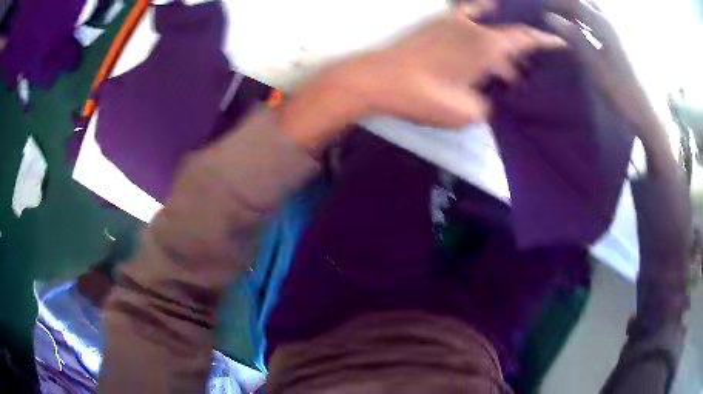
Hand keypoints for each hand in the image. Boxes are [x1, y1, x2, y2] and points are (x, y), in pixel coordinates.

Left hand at [329, 12, 565, 127]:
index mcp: (487, 45)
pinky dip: (479, 26)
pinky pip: (466, 20)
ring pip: (489, 32)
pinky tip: (483, 41)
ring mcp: (453, 23)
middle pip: (509, 35)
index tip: (563, 43)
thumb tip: (491, 101)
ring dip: (502, 50)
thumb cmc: (424, 96)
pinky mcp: (437, 26)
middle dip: (523, 53)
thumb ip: (487, 104)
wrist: (379, 80)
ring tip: (509, 73)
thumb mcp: (467, 111)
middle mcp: (473, 27)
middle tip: (531, 75)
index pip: (526, 38)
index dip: (547, 41)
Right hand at [545, 1, 672, 165]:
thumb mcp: (595, 66)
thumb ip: (574, 38)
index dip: (556, 2)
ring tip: (571, 19)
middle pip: (588, 2)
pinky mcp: (629, 44)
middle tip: (556, 10)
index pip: (575, 3)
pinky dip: (594, 21)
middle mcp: (614, 22)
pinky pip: (607, 22)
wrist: (650, 113)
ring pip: (598, 10)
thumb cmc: (622, 91)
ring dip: (582, 10)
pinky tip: (591, 31)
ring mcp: (623, 32)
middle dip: (570, 3)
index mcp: (603, 25)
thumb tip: (549, 17)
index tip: (542, 8)